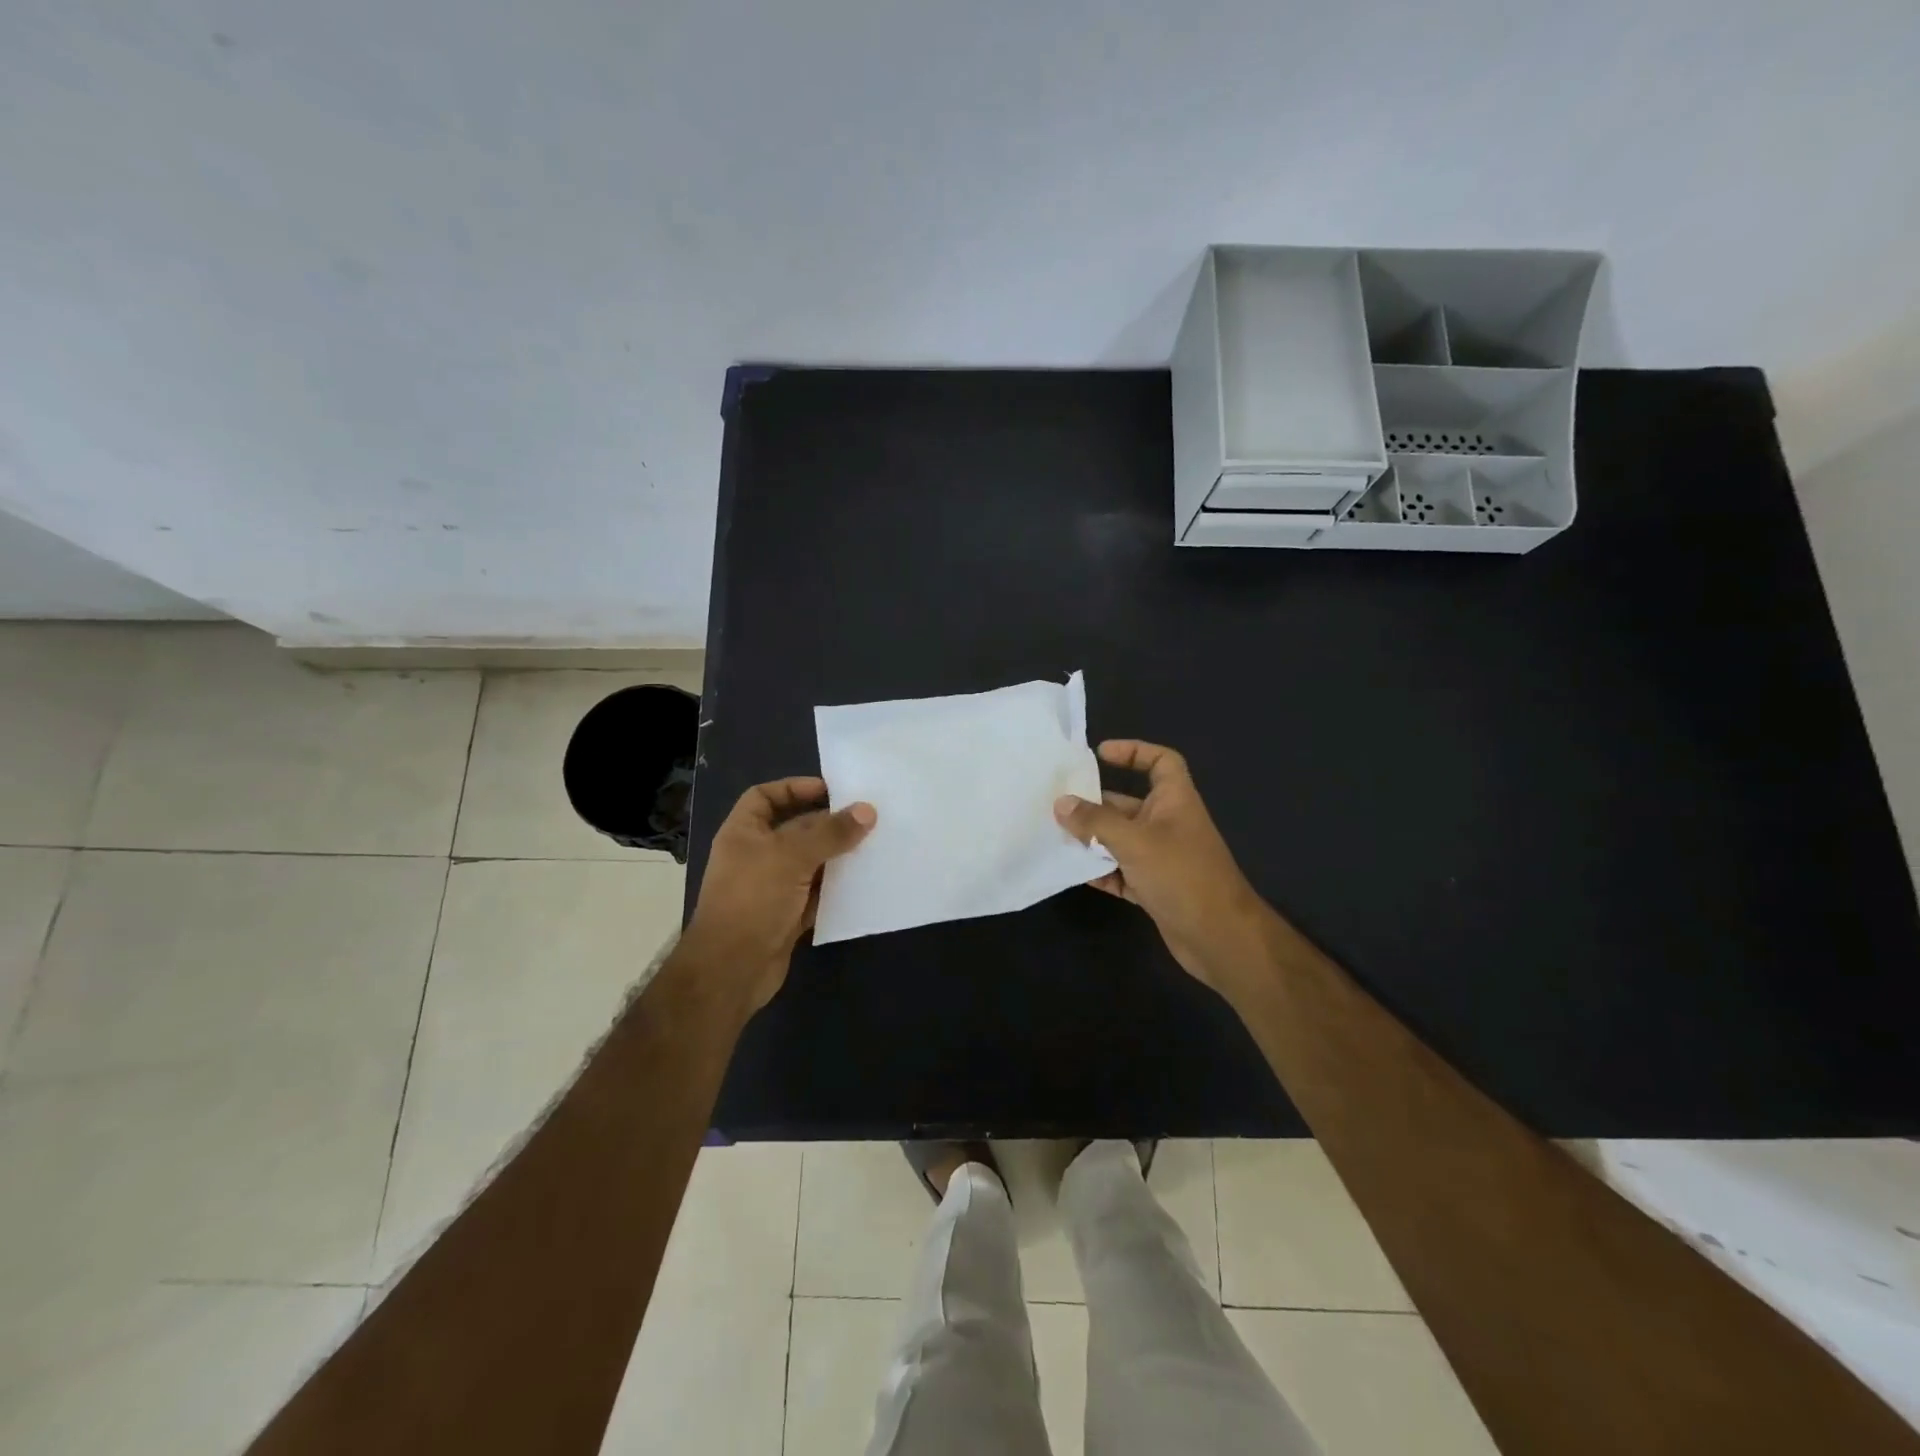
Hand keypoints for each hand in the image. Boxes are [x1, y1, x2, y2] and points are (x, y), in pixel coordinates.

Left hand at [683, 777, 874, 1011]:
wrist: (731, 969)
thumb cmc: (753, 899)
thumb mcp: (791, 856)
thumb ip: (830, 832)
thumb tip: (868, 811)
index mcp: (743, 833)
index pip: (765, 797)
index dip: (794, 788)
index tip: (831, 789)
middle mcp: (756, 856)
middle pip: (795, 829)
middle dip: (828, 823)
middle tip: (867, 817)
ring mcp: (771, 888)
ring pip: (810, 863)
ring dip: (837, 856)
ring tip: (874, 845)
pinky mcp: (787, 916)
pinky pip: (817, 894)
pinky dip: (836, 888)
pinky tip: (864, 882)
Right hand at [1054, 741, 1273, 994]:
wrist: (1220, 938)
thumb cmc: (1182, 876)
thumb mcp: (1135, 842)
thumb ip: (1096, 821)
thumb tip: (1061, 803)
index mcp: (1175, 801)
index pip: (1160, 762)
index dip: (1134, 752)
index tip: (1100, 754)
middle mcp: (1168, 824)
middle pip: (1128, 803)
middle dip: (1095, 803)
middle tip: (1057, 802)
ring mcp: (1162, 858)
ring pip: (1120, 840)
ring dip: (1092, 839)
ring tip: (1056, 836)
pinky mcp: (1154, 888)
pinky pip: (1120, 872)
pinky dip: (1101, 871)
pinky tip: (1072, 872)